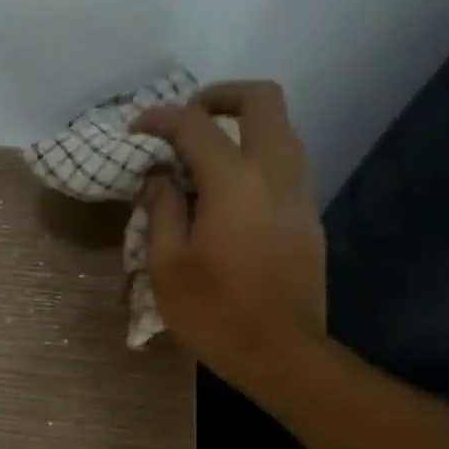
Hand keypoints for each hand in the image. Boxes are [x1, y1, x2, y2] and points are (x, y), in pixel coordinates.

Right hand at [130, 80, 326, 385]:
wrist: (280, 352)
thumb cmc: (215, 313)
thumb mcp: (168, 266)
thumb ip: (162, 210)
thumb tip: (160, 176)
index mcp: (234, 180)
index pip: (195, 125)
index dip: (161, 118)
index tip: (138, 129)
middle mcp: (275, 172)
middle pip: (262, 100)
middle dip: (221, 95)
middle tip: (189, 118)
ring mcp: (300, 194)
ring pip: (283, 131)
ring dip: (245, 128)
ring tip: (209, 157)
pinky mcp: (309, 219)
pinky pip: (287, 167)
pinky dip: (259, 160)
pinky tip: (232, 196)